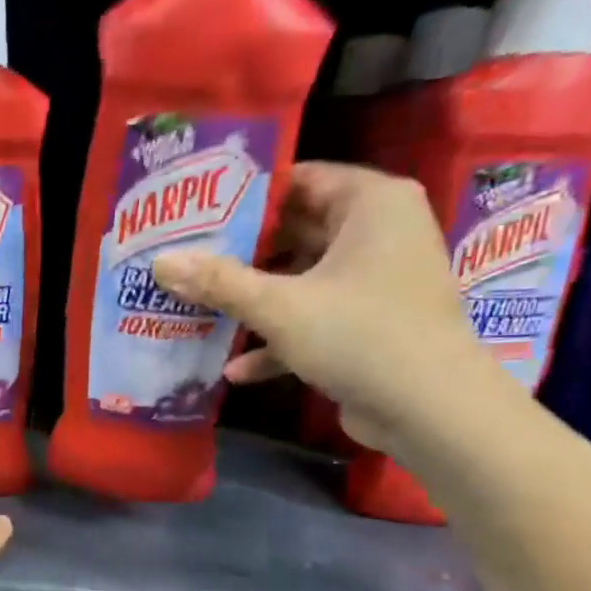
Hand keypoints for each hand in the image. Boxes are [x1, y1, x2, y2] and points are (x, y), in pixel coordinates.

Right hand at [152, 162, 501, 453]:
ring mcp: (375, 281)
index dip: (245, 196)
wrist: (431, 411)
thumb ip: (217, 281)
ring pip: (301, 278)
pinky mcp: (370, 324)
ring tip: (197, 305)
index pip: (300, 179)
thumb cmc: (359, 335)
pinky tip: (236, 368)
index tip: (195, 212)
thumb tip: (159, 261)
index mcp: (371, 204)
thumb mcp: (278, 306)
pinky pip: (315, 317)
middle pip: (296, 230)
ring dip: (254, 298)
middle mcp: (379, 233)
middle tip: (186, 257)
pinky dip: (280, 337)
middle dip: (241, 252)